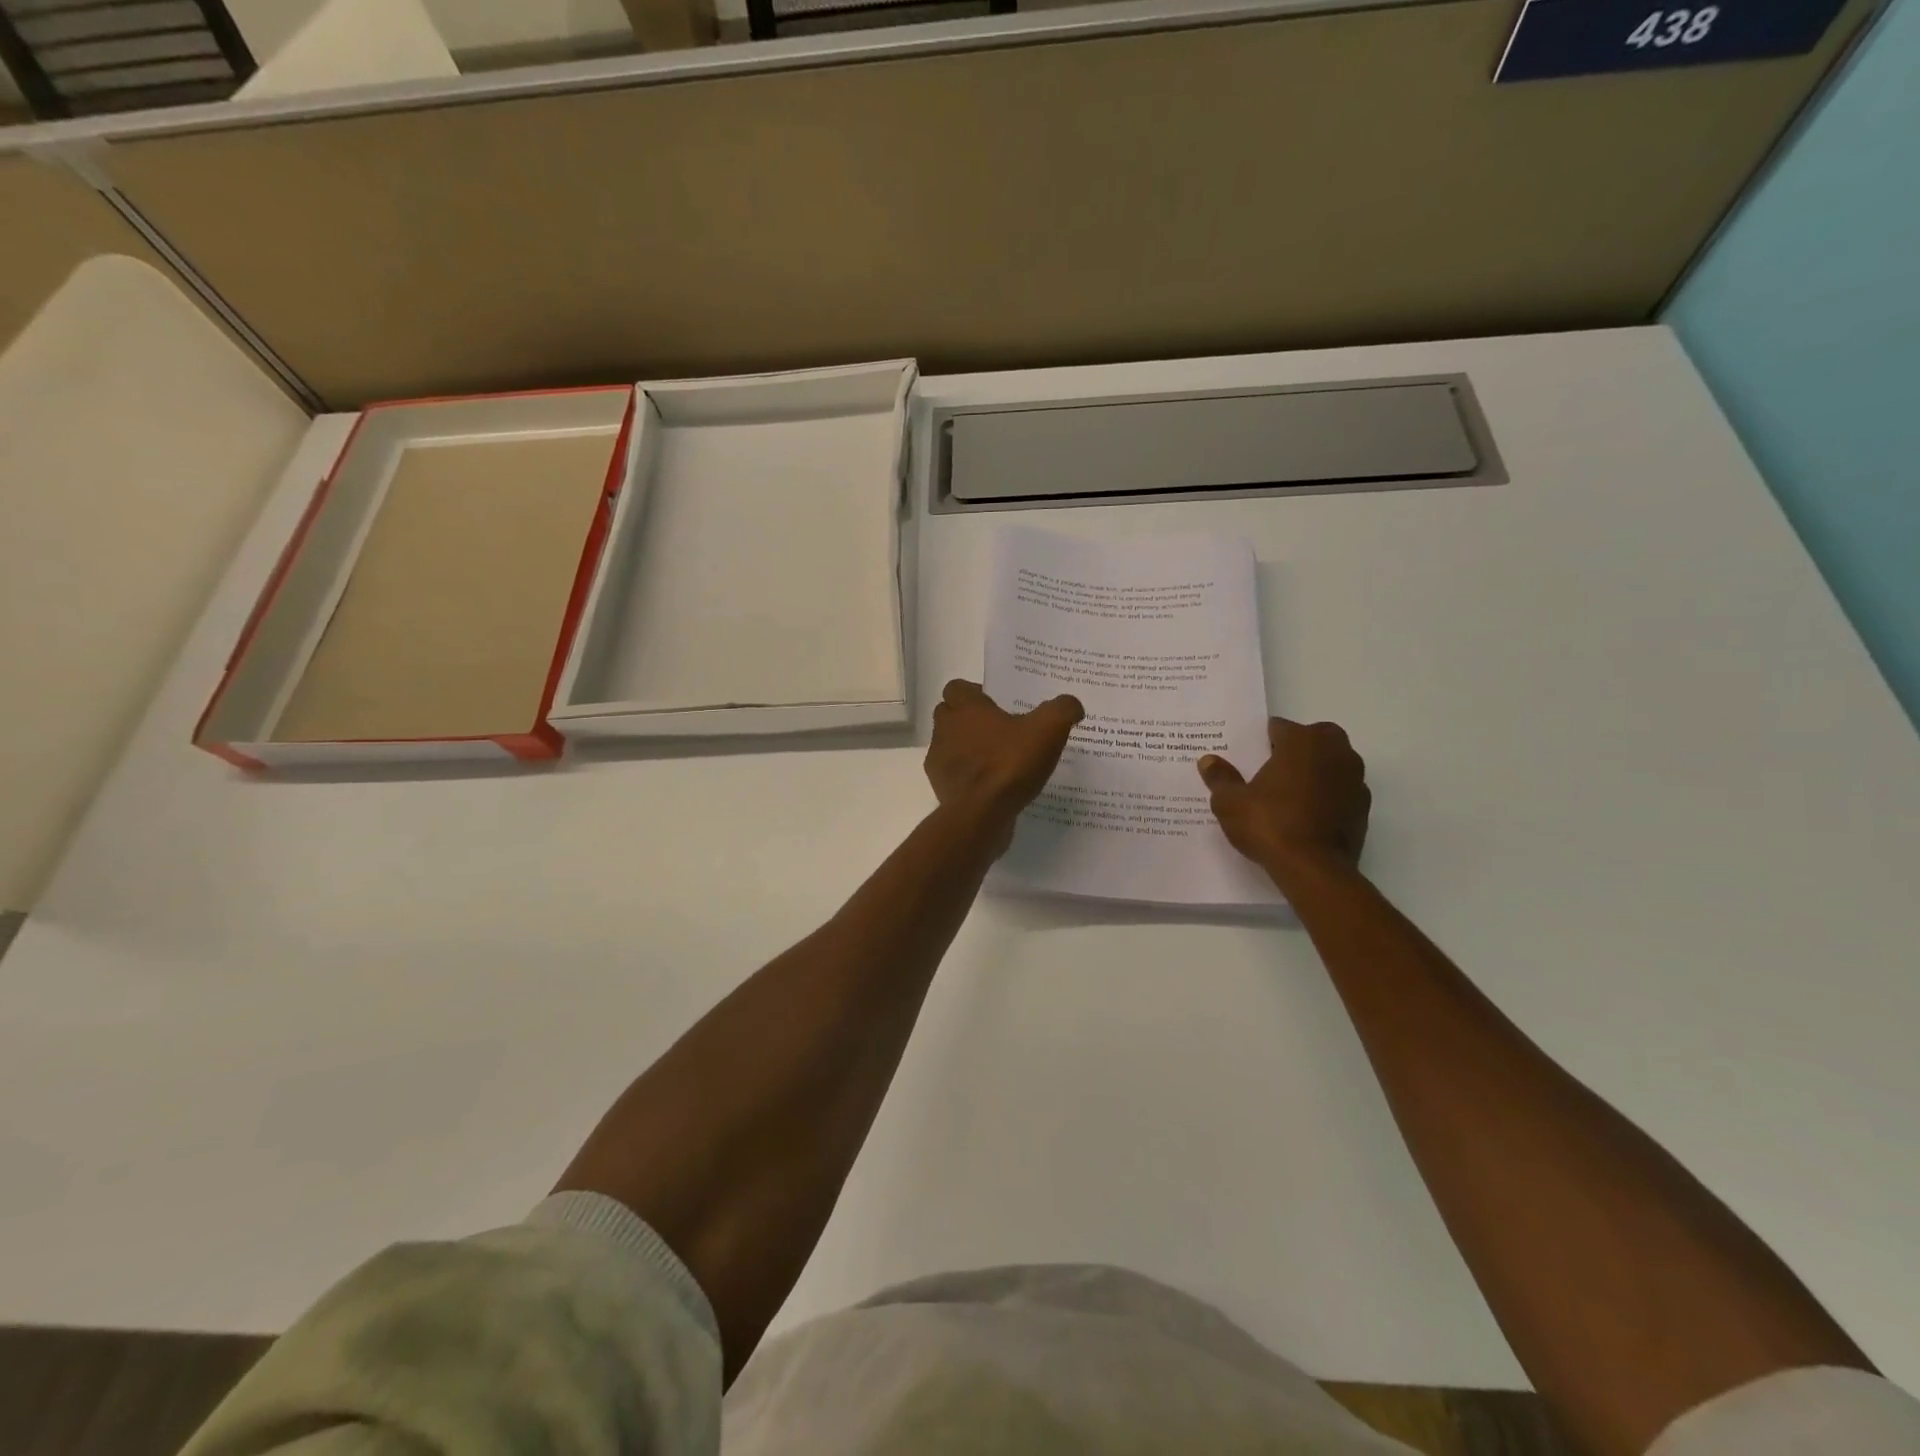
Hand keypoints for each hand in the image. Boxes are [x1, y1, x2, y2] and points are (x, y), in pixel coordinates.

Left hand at [926, 680, 1083, 836]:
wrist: (981, 814)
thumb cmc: (1009, 763)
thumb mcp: (1049, 729)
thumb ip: (1062, 710)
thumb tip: (1072, 705)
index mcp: (966, 708)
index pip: (957, 688)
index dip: (974, 692)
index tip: (997, 704)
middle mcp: (945, 730)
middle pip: (949, 715)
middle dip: (968, 719)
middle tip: (999, 729)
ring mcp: (939, 761)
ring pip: (950, 746)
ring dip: (967, 748)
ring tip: (998, 760)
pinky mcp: (941, 788)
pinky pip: (954, 775)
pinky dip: (969, 777)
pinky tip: (993, 786)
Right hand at [1197, 718, 1369, 879]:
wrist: (1314, 869)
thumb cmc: (1269, 824)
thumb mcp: (1230, 802)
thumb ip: (1220, 778)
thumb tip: (1208, 761)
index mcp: (1302, 741)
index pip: (1280, 727)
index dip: (1263, 740)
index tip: (1251, 755)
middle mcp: (1334, 752)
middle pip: (1316, 736)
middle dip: (1298, 747)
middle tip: (1274, 768)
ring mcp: (1354, 779)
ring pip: (1334, 762)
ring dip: (1317, 769)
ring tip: (1291, 792)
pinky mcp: (1363, 808)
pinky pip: (1343, 790)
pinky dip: (1329, 795)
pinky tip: (1309, 814)